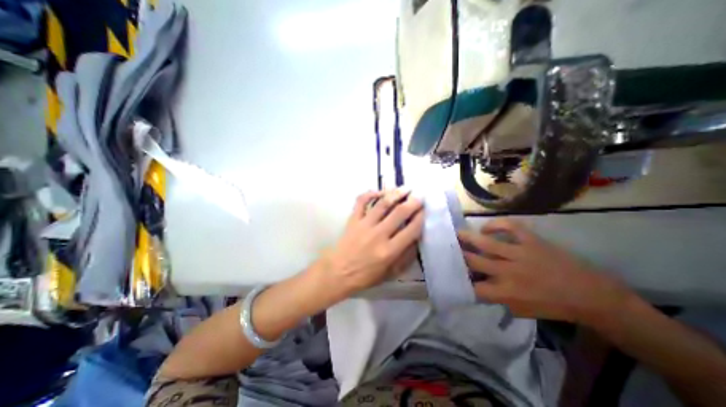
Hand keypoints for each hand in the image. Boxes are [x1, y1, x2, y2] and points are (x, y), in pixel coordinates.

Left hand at [319, 188, 425, 297]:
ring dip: (396, 194)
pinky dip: (370, 193)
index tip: (425, 210)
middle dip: (413, 202)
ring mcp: (364, 225)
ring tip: (405, 188)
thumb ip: (405, 257)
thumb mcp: (390, 273)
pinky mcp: (353, 220)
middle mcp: (378, 235)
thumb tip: (416, 239)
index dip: (420, 217)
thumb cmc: (365, 276)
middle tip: (419, 195)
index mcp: (389, 251)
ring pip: (383, 204)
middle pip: (399, 213)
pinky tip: (379, 192)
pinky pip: (361, 201)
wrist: (338, 272)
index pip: (411, 230)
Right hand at [462, 219, 633, 324]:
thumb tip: (478, 287)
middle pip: (474, 261)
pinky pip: (509, 227)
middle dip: (457, 255)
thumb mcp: (520, 310)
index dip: (460, 280)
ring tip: (455, 233)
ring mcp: (519, 254)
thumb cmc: (553, 306)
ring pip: (486, 243)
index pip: (473, 286)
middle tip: (447, 248)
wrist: (591, 295)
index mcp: (505, 292)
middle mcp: (507, 272)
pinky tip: (486, 228)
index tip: (452, 275)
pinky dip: (495, 225)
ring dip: (467, 237)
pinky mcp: (531, 241)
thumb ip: (496, 298)